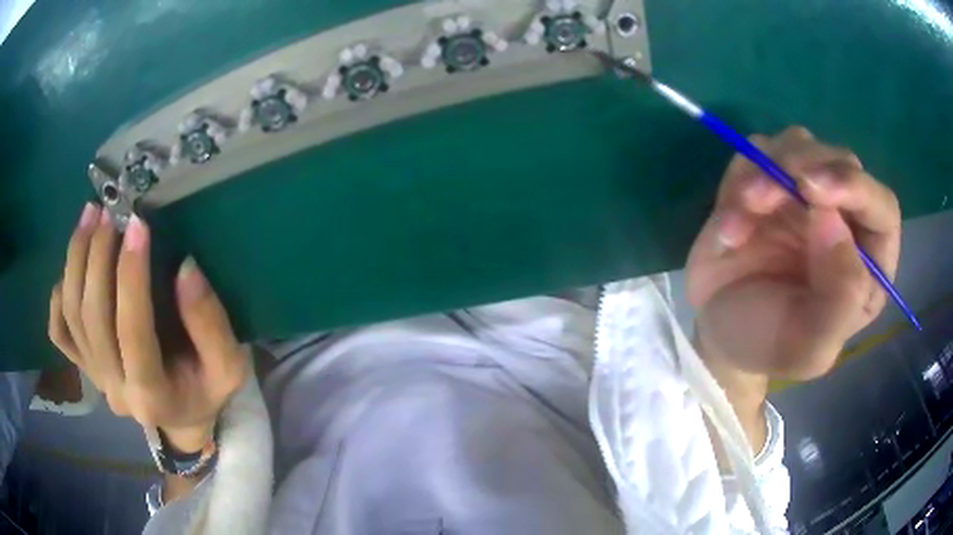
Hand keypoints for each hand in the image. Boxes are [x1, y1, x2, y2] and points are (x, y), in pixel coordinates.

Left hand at [49, 205, 246, 451]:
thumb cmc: (207, 390)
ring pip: (71, 315)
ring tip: (89, 216)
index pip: (132, 330)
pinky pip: (59, 332)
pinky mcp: (85, 368)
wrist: (182, 418)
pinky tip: (70, 268)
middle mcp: (115, 389)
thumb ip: (210, 324)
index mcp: (152, 395)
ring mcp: (95, 378)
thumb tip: (186, 268)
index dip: (131, 276)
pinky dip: (58, 297)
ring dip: (75, 259)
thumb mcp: (229, 366)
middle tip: (109, 211)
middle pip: (92, 317)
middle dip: (97, 256)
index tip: (138, 224)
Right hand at [686, 126, 900, 381]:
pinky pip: (756, 153)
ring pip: (798, 144)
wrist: (719, 335)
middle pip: (840, 161)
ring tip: (744, 210)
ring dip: (768, 170)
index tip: (814, 191)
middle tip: (766, 196)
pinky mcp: (768, 181)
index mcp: (868, 263)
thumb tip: (833, 222)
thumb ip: (838, 300)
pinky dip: (740, 178)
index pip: (882, 207)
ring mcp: (805, 196)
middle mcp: (844, 219)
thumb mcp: (808, 348)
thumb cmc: (769, 346)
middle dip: (804, 168)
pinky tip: (729, 226)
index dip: (856, 189)